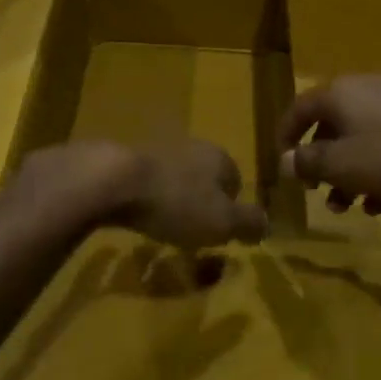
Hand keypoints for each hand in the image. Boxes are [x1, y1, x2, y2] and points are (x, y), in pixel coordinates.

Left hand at [15, 139, 266, 249]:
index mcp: (219, 157)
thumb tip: (267, 225)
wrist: (113, 180)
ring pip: (174, 179)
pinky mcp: (125, 160)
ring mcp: (156, 150)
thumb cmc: (177, 203)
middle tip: (192, 232)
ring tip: (162, 227)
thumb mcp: (223, 222)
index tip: (220, 232)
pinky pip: (145, 183)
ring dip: (171, 200)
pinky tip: (136, 216)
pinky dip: (145, 199)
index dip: (231, 209)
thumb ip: (249, 223)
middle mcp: (191, 147)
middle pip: (204, 178)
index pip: (236, 181)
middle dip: (200, 203)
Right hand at [278, 75, 380, 214]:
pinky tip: (380, 201)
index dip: (285, 136)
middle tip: (317, 191)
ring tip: (348, 206)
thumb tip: (285, 161)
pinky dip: (377, 168)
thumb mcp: (341, 165)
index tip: (283, 163)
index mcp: (338, 94)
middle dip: (322, 164)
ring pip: (360, 138)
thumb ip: (308, 163)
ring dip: (349, 173)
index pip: (299, 109)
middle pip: (331, 127)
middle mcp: (362, 89)